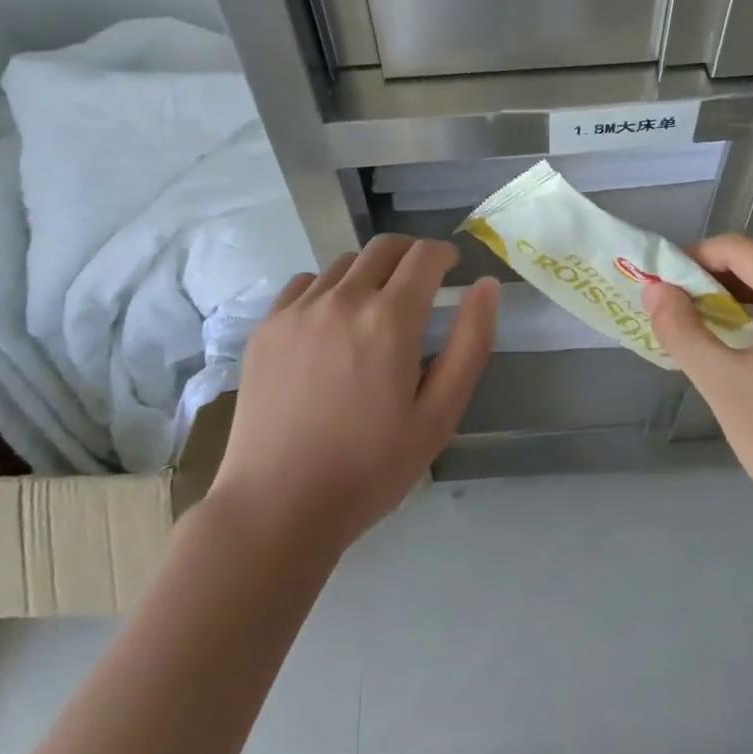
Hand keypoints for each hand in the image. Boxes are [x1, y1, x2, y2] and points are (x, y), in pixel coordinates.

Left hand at [210, 236, 497, 553]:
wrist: (278, 506)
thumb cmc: (370, 468)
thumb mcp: (439, 415)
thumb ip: (471, 343)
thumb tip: (486, 286)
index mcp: (389, 318)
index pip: (425, 255)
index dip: (445, 255)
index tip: (451, 270)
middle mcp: (343, 298)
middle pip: (384, 247)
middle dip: (411, 254)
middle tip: (420, 283)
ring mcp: (298, 309)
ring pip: (344, 263)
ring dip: (370, 272)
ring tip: (374, 310)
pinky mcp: (267, 326)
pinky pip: (305, 283)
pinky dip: (328, 288)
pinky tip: (330, 324)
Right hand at [642, 234, 752, 549]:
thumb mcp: (722, 383)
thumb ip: (682, 329)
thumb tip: (653, 290)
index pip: (742, 251)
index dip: (694, 258)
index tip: (659, 282)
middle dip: (710, 281)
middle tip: (671, 307)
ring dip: (732, 301)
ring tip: (694, 325)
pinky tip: (732, 343)